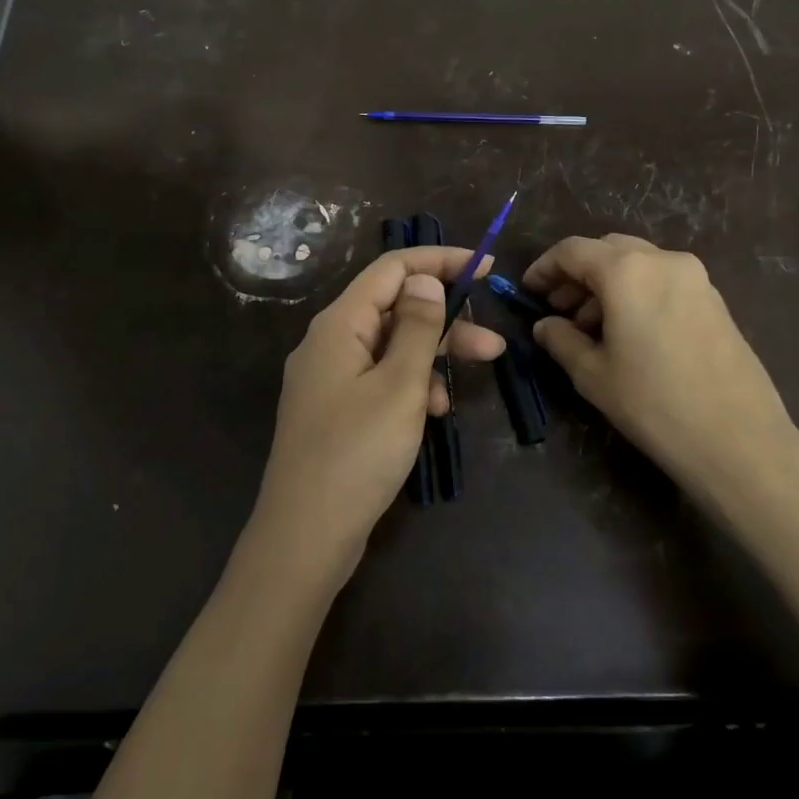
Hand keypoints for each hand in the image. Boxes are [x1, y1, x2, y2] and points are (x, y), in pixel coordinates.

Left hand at [249, 247, 504, 586]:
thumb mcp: (399, 385)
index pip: (392, 269)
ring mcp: (330, 378)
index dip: (439, 262)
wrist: (305, 535)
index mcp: (339, 324)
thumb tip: (424, 278)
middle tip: (493, 344)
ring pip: (391, 347)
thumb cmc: (356, 454)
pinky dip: (410, 386)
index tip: (485, 268)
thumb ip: (416, 326)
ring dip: (433, 356)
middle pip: (394, 309)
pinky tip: (433, 413)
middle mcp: (329, 342)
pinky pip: (380, 380)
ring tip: (472, 379)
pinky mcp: (336, 410)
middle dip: (445, 320)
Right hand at [523, 234, 798, 499]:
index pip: (573, 250)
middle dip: (577, 273)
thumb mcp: (592, 375)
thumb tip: (545, 326)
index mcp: (627, 270)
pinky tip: (627, 332)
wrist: (739, 440)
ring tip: (588, 326)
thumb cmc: (654, 404)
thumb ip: (561, 340)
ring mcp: (695, 278)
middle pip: (607, 250)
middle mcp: (663, 260)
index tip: (527, 291)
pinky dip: (636, 292)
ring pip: (637, 263)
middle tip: (556, 308)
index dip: (544, 267)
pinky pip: (662, 280)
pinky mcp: (715, 300)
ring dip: (606, 284)